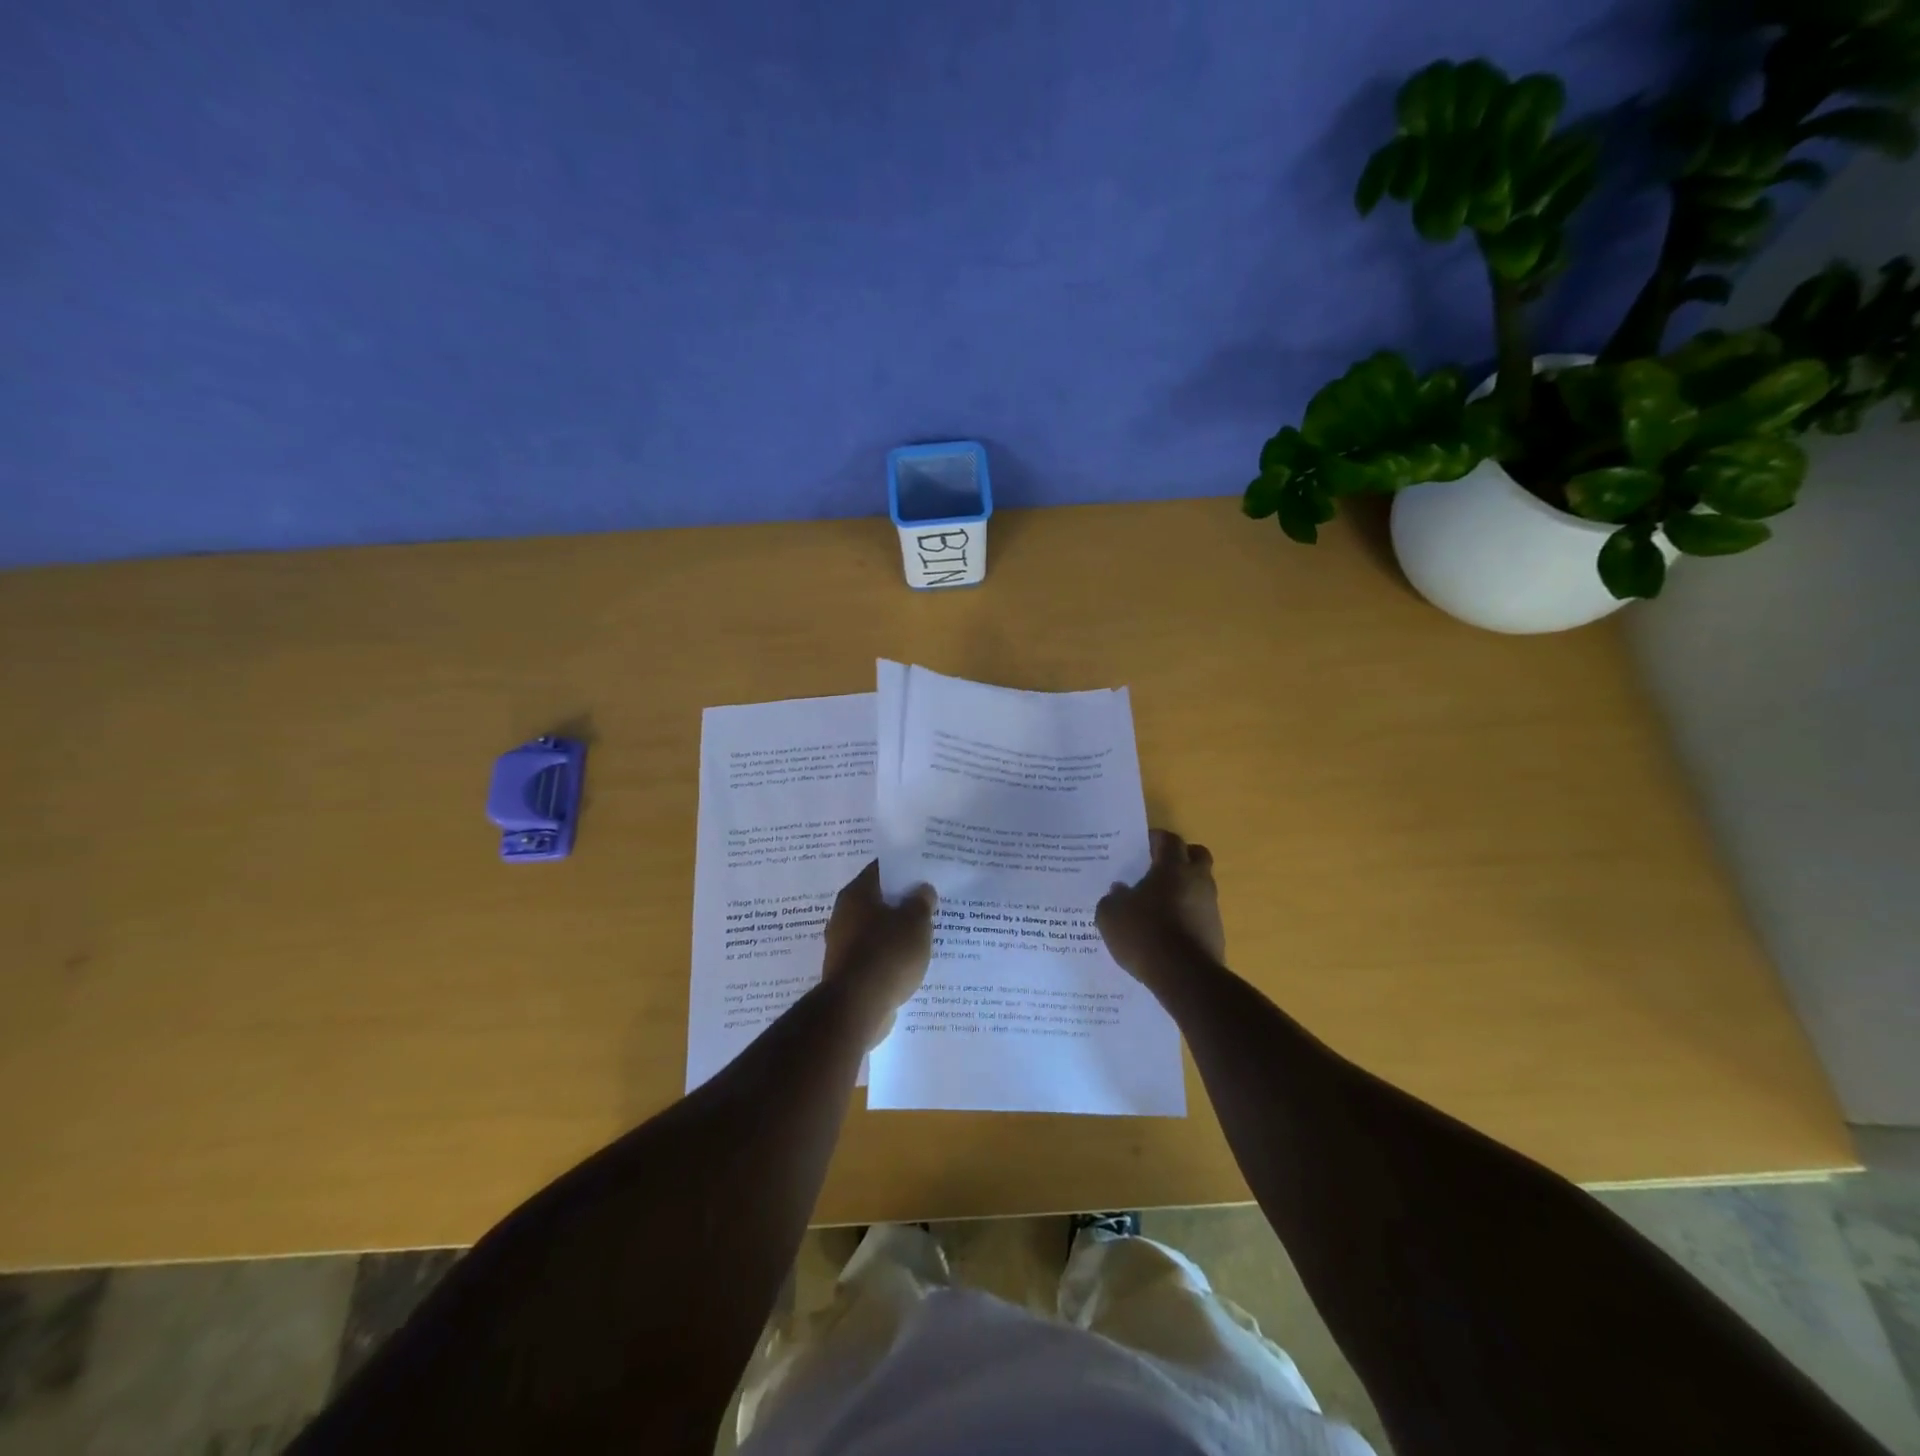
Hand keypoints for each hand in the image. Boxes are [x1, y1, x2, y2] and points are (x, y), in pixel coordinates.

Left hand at [822, 862, 937, 1042]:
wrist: (857, 1007)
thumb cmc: (887, 954)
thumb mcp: (915, 922)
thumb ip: (921, 902)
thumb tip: (922, 889)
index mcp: (856, 894)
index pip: (880, 870)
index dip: (903, 869)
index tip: (924, 873)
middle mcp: (843, 914)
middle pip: (877, 900)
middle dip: (901, 902)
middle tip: (928, 904)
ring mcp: (842, 944)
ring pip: (875, 929)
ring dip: (895, 931)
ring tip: (923, 934)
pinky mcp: (847, 971)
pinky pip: (873, 954)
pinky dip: (888, 955)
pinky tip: (908, 962)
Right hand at [1097, 829, 1225, 980]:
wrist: (1184, 977)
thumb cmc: (1144, 933)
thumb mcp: (1111, 915)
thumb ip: (1113, 898)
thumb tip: (1120, 891)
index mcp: (1173, 867)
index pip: (1169, 840)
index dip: (1156, 839)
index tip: (1142, 845)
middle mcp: (1197, 881)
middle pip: (1197, 856)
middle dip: (1180, 857)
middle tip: (1157, 868)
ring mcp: (1211, 907)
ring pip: (1200, 887)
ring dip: (1183, 890)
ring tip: (1157, 906)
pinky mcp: (1216, 933)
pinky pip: (1199, 915)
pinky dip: (1186, 917)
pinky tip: (1166, 932)